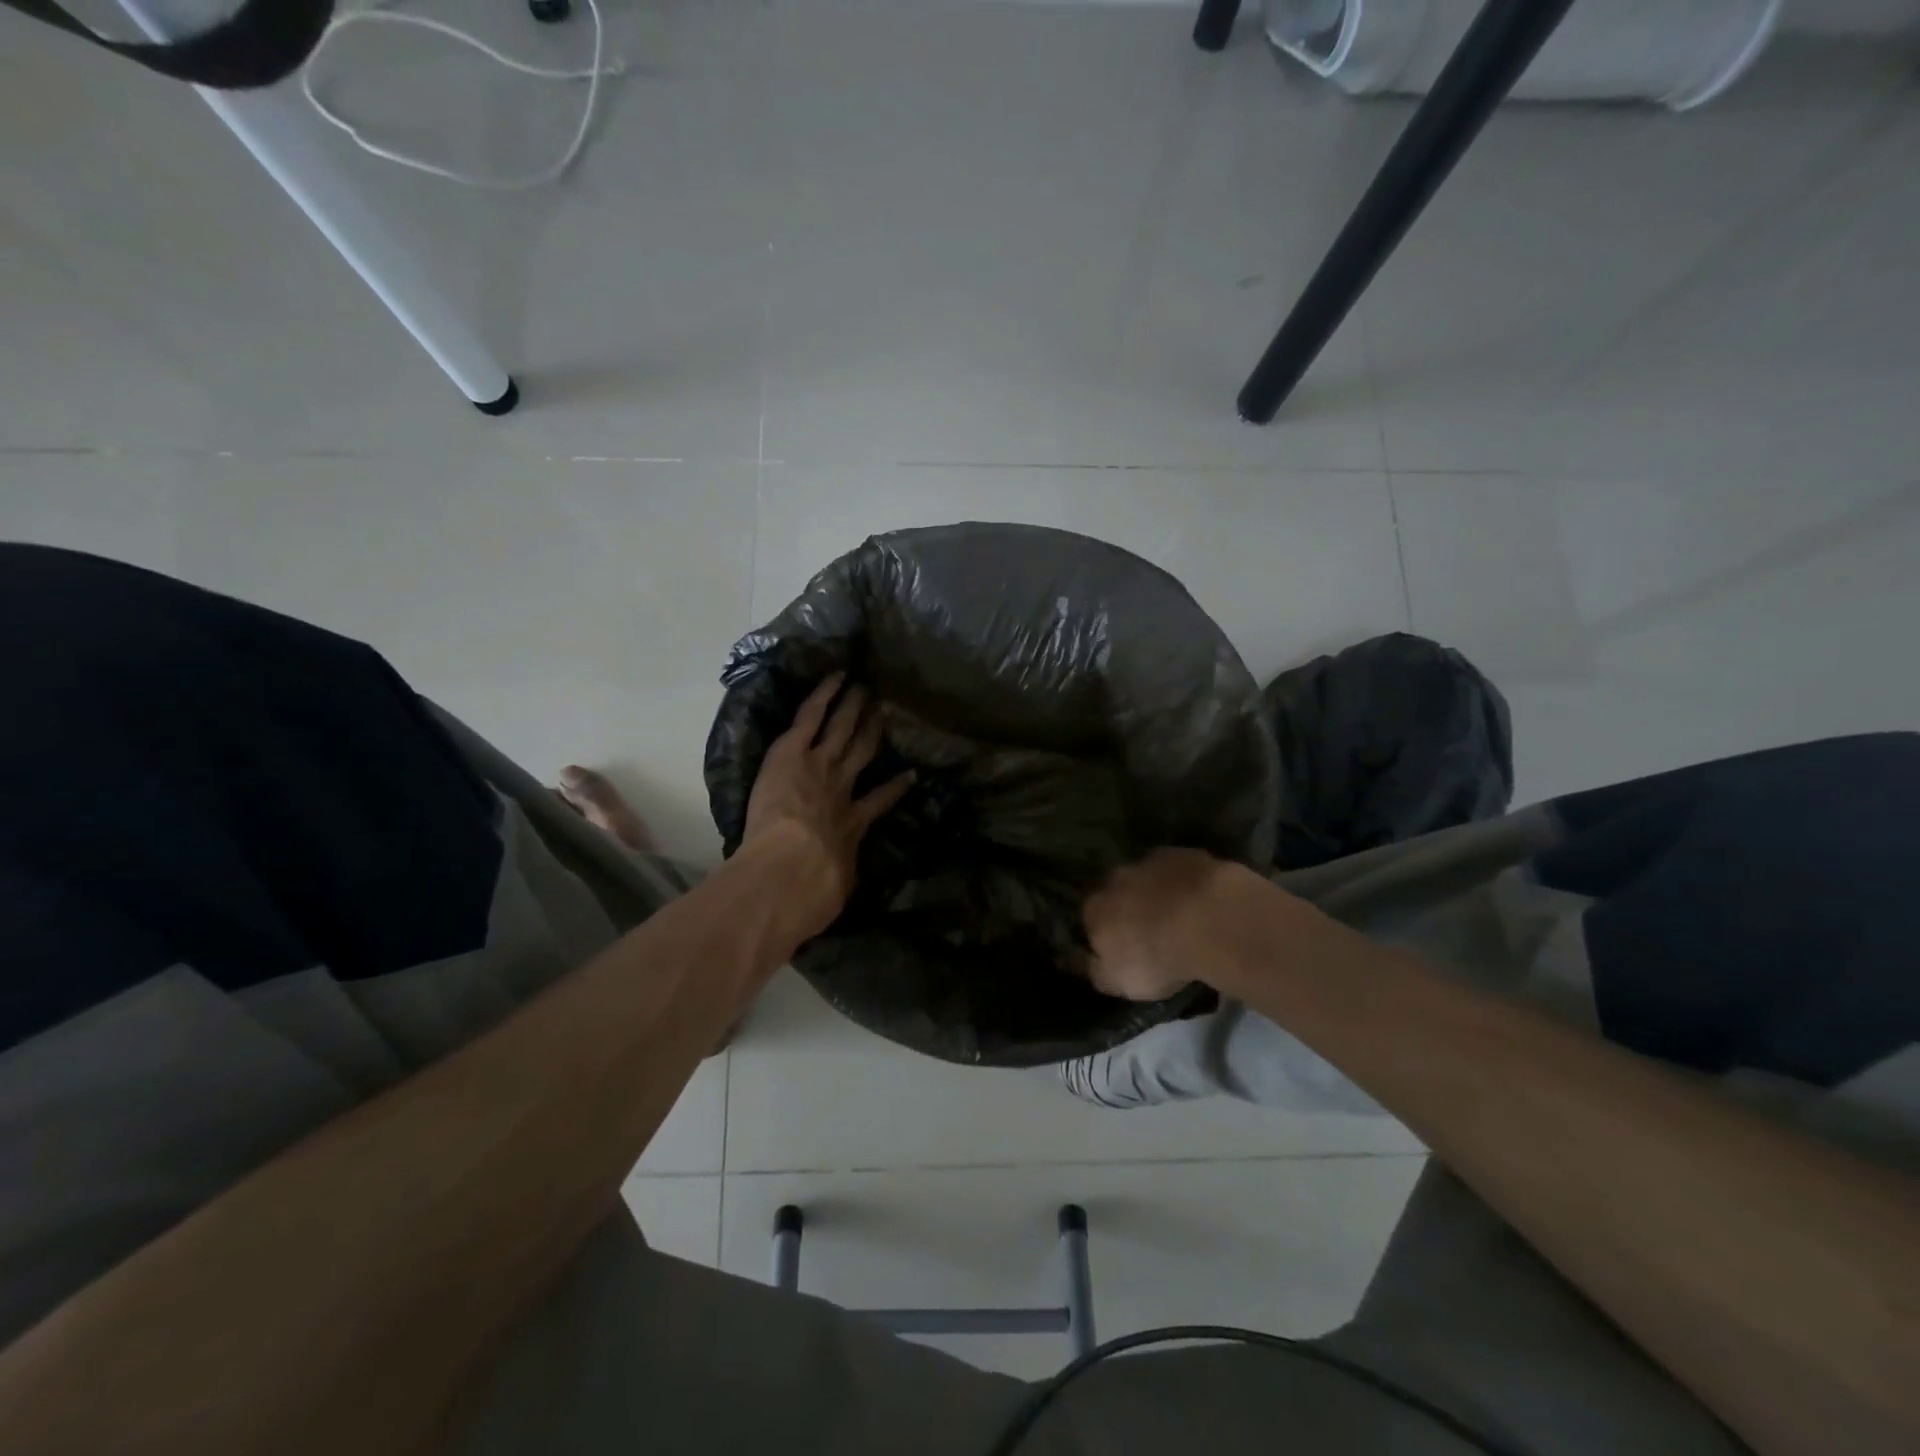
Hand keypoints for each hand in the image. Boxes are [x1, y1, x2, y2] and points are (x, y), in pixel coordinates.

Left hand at [742, 674, 912, 936]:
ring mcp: (821, 766)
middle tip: (885, 709)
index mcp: (853, 825)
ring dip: (853, 708)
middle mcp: (842, 789)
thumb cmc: (815, 891)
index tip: (909, 775)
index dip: (895, 788)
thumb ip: (840, 881)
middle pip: (862, 753)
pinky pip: (811, 716)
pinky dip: (824, 695)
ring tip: (865, 689)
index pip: (879, 801)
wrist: (792, 870)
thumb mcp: (835, 892)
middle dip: (873, 732)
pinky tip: (836, 676)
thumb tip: (840, 890)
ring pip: (841, 729)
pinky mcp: (794, 752)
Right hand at [1082, 848, 1242, 1001]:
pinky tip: (1203, 901)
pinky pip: (1180, 869)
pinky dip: (1186, 882)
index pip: (1090, 919)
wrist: (1206, 921)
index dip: (1106, 933)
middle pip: (1117, 893)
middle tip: (1153, 931)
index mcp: (1095, 909)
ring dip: (1158, 892)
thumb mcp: (1119, 982)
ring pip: (1148, 877)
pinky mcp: (1184, 854)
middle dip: (1130, 907)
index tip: (1123, 949)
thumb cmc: (1156, 957)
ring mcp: (1150, 862)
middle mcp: (1115, 879)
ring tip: (1181, 916)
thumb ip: (1096, 971)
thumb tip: (1082, 961)